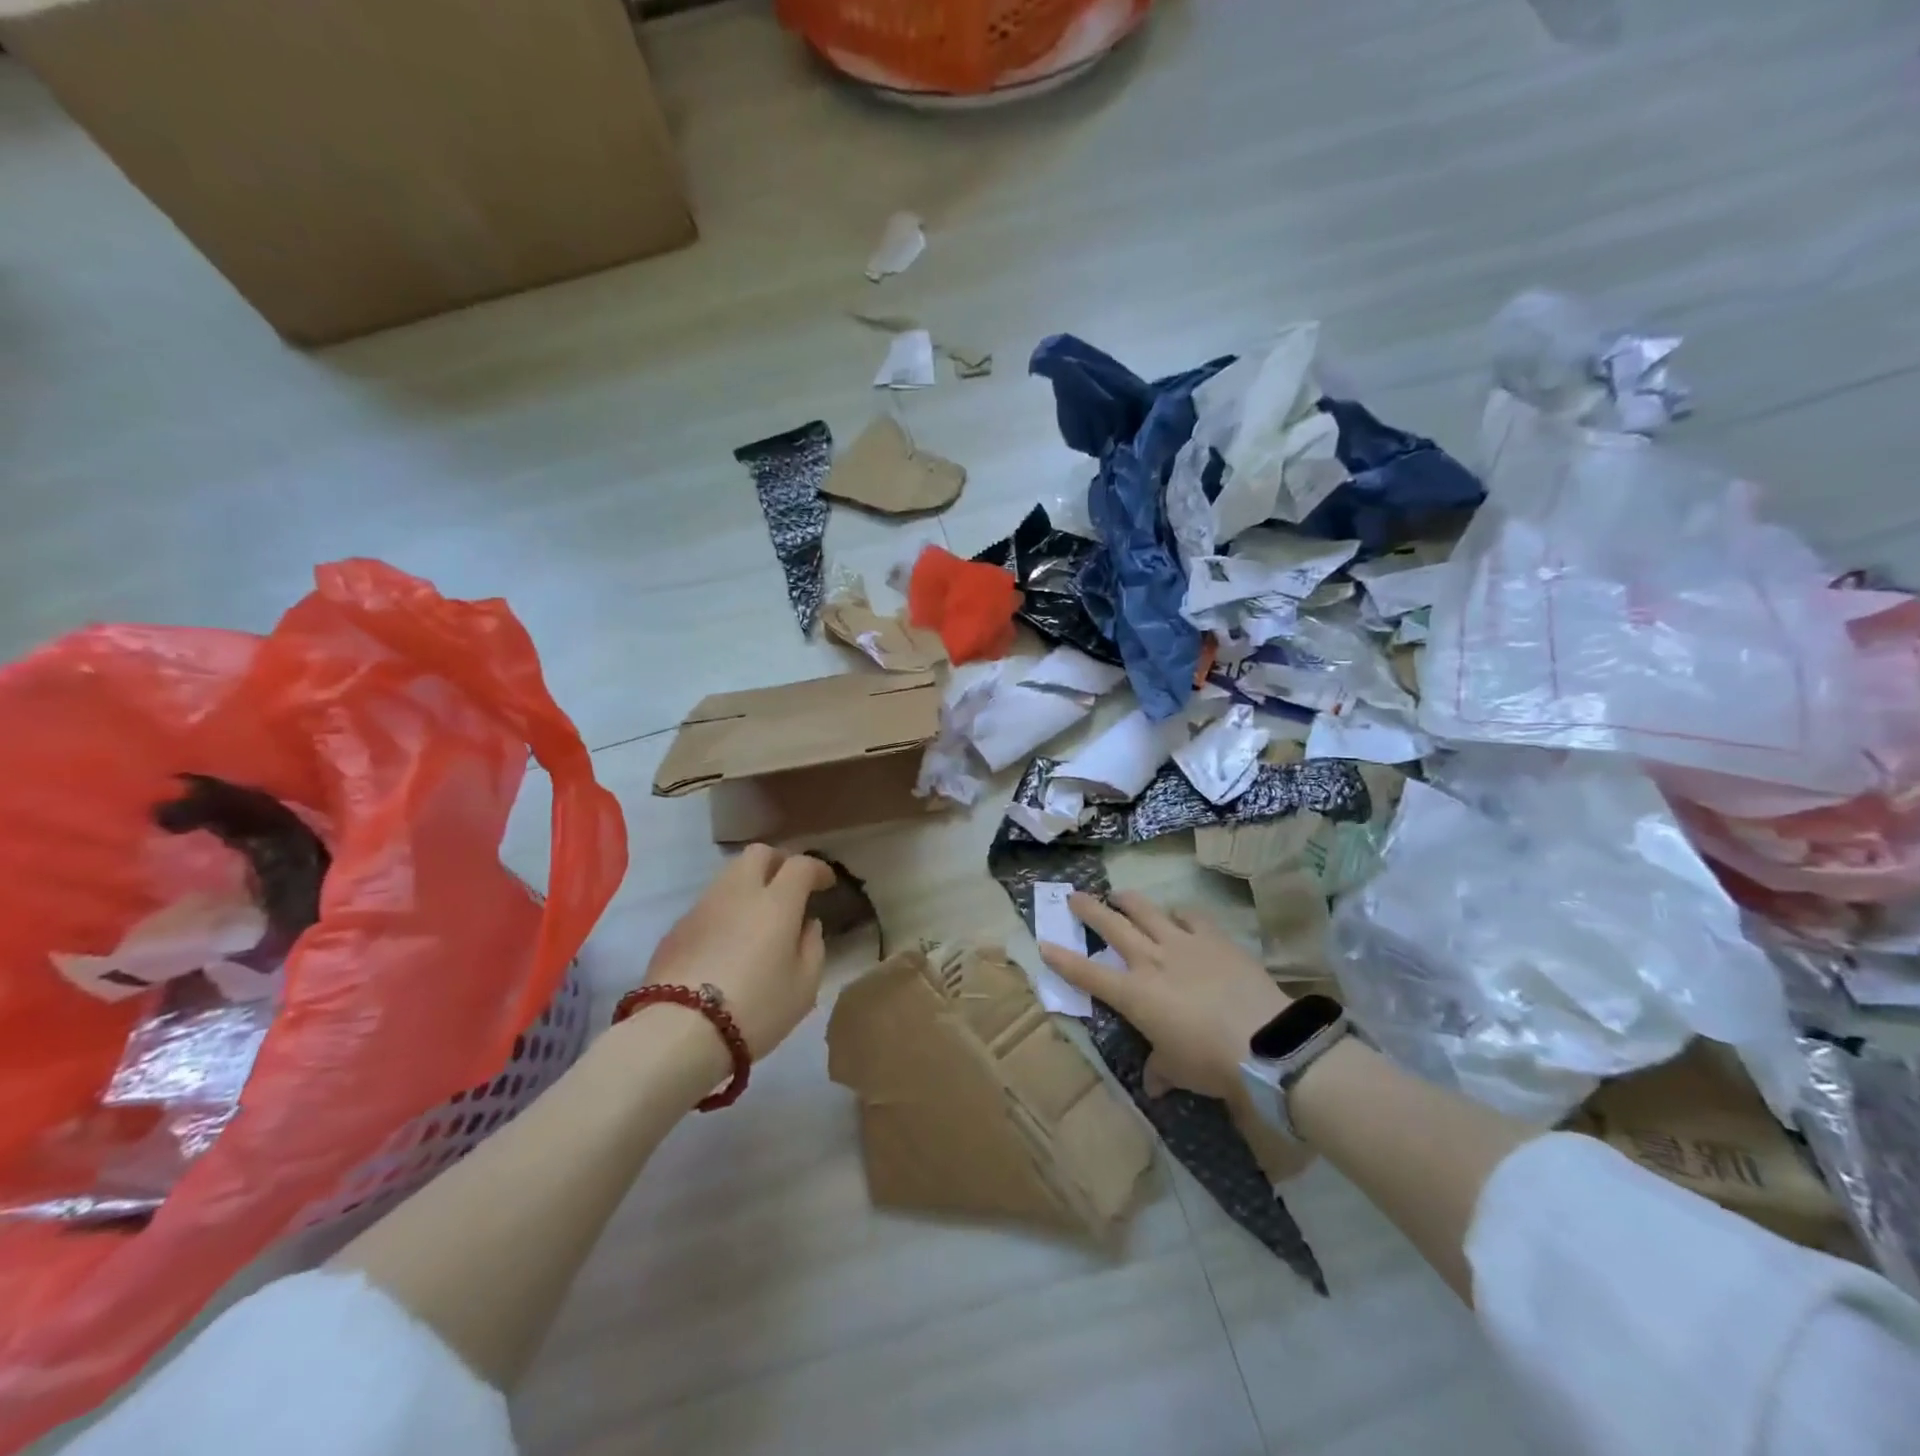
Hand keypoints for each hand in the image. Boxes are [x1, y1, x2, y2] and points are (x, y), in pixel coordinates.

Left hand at [642, 845, 835, 1059]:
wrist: (677, 1033)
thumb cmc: (755, 1009)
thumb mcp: (804, 987)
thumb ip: (812, 947)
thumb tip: (807, 924)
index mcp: (776, 902)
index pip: (800, 864)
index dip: (817, 869)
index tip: (826, 884)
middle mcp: (738, 892)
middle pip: (758, 853)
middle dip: (778, 862)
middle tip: (789, 888)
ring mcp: (702, 907)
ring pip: (729, 876)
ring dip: (748, 886)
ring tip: (757, 917)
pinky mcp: (675, 928)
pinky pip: (708, 905)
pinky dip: (724, 912)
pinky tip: (727, 943)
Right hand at [1039, 892, 1291, 1100]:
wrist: (1263, 1041)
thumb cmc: (1210, 1062)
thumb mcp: (1178, 1070)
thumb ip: (1160, 1069)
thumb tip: (1154, 1082)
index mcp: (1134, 994)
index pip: (1088, 973)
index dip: (1064, 960)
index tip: (1045, 944)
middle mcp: (1151, 960)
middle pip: (1112, 926)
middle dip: (1089, 910)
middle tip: (1074, 896)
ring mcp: (1183, 943)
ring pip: (1146, 910)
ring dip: (1128, 900)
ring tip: (1118, 895)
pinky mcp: (1214, 938)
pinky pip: (1190, 916)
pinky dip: (1179, 912)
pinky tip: (1178, 913)